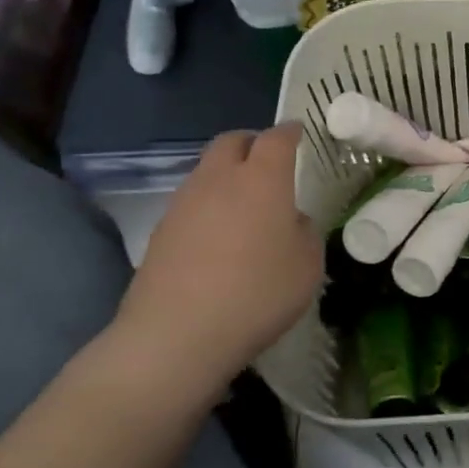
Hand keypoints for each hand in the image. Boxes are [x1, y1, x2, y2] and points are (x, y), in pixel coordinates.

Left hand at [111, 125, 321, 394]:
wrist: (176, 335)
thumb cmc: (257, 293)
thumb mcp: (307, 265)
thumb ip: (305, 232)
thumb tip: (291, 220)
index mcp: (262, 179)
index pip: (277, 138)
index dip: (290, 132)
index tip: (299, 133)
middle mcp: (219, 179)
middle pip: (231, 141)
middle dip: (252, 143)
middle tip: (269, 161)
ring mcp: (184, 203)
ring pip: (207, 170)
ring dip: (227, 174)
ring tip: (246, 203)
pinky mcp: (161, 231)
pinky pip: (191, 201)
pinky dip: (209, 205)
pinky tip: (220, 236)